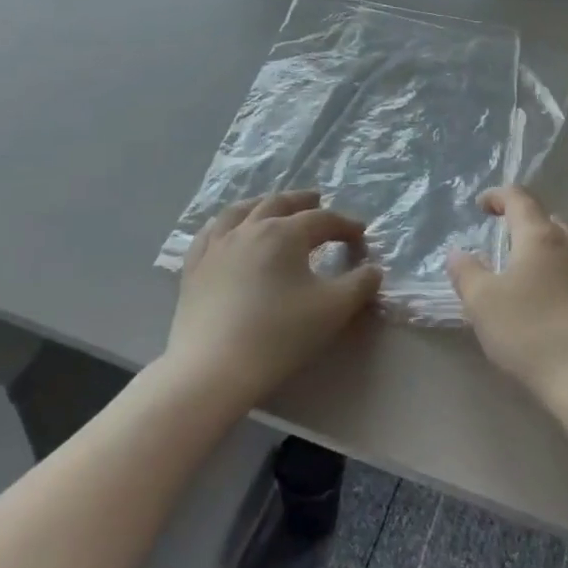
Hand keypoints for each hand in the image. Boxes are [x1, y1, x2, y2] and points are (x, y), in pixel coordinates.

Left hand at [169, 191, 381, 403]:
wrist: (213, 367)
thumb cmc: (279, 335)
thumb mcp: (333, 310)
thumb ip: (360, 285)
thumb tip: (373, 269)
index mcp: (284, 233)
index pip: (322, 220)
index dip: (345, 225)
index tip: (360, 235)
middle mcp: (249, 228)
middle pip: (280, 204)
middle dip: (303, 201)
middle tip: (317, 200)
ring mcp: (217, 245)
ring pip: (241, 211)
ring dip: (263, 203)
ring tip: (273, 206)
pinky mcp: (194, 267)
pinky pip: (210, 233)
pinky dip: (226, 224)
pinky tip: (228, 230)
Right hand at [448, 187, 567, 407]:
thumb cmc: (530, 331)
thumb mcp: (482, 302)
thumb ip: (466, 272)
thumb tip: (458, 253)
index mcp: (539, 235)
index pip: (519, 199)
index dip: (498, 196)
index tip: (481, 206)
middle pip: (546, 219)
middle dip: (522, 224)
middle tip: (501, 240)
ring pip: (564, 245)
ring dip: (542, 249)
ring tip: (522, 270)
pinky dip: (557, 272)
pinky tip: (547, 298)